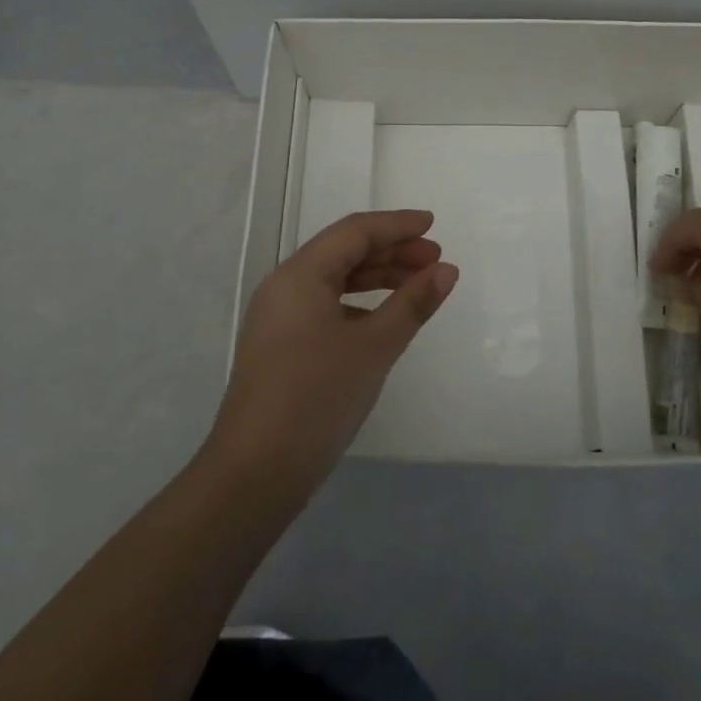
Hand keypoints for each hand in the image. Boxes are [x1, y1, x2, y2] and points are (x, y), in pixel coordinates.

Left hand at [207, 209, 457, 494]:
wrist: (254, 475)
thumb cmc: (315, 398)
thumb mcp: (373, 348)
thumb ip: (412, 304)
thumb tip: (447, 270)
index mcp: (300, 275)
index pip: (354, 232)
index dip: (396, 225)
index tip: (433, 225)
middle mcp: (285, 287)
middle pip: (344, 252)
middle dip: (391, 252)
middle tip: (435, 261)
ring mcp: (279, 318)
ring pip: (335, 281)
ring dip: (377, 278)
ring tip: (418, 286)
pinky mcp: (281, 346)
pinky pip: (326, 306)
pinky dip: (359, 304)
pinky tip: (384, 320)